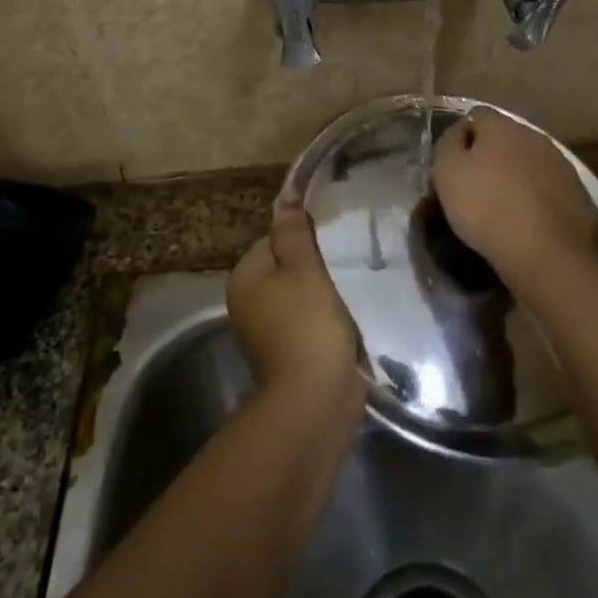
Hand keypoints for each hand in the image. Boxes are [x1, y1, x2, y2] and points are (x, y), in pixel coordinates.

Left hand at [228, 203, 363, 406]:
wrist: (315, 401)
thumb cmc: (308, 325)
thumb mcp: (303, 268)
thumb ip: (293, 232)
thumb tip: (284, 197)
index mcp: (244, 278)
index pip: (273, 239)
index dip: (304, 239)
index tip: (332, 243)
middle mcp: (248, 302)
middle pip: (287, 267)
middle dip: (316, 266)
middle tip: (346, 264)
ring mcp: (267, 331)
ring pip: (301, 295)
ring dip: (325, 293)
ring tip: (352, 288)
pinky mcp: (290, 353)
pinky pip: (309, 321)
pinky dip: (327, 318)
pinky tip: (349, 318)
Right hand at [431, 108, 597, 305]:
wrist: (549, 255)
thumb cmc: (488, 208)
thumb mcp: (447, 173)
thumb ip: (448, 144)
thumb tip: (459, 133)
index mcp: (502, 125)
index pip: (475, 115)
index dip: (460, 136)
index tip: (451, 165)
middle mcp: (535, 136)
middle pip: (505, 138)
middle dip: (489, 156)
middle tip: (473, 186)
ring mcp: (561, 164)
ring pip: (527, 162)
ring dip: (514, 177)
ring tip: (500, 207)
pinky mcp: (577, 194)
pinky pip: (546, 187)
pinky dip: (534, 198)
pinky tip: (525, 221)